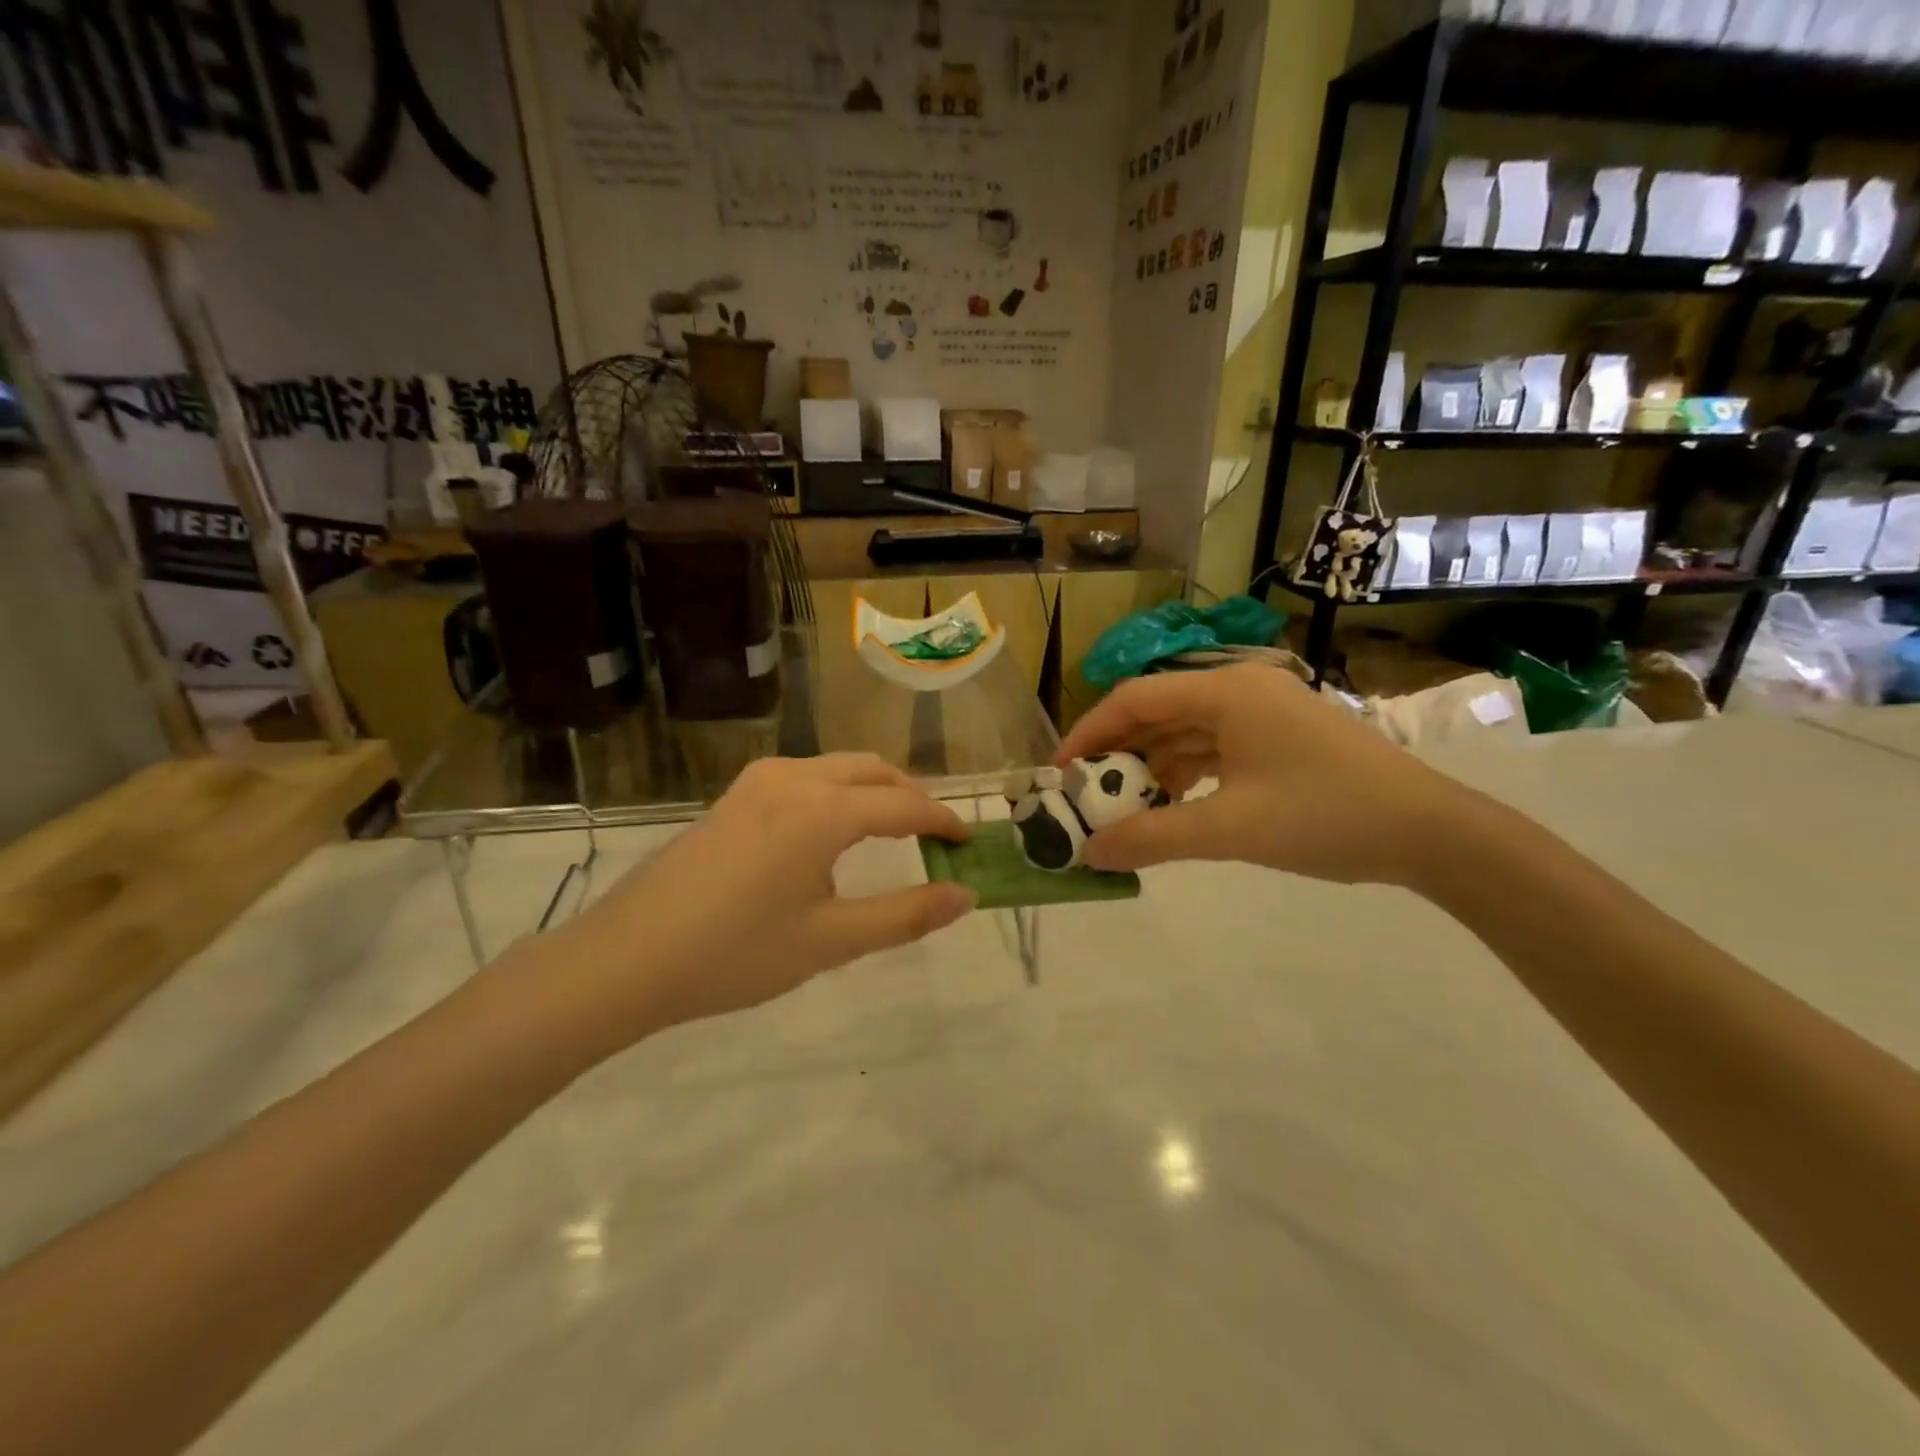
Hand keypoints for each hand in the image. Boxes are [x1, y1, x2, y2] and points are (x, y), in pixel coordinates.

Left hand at [530, 756, 974, 1049]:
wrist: (627, 959)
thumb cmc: (735, 954)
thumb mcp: (830, 942)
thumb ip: (905, 915)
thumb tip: (964, 895)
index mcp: (823, 811)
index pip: (904, 805)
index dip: (943, 821)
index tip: (968, 841)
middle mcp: (794, 779)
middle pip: (873, 771)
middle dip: (911, 796)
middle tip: (935, 836)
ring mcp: (758, 782)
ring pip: (837, 768)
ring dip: (874, 790)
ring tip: (891, 832)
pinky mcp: (734, 795)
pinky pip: (806, 777)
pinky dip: (838, 793)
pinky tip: (831, 835)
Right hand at [1055, 664, 1473, 885]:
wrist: (1430, 832)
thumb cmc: (1327, 816)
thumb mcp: (1231, 829)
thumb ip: (1154, 838)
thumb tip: (1090, 854)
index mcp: (1226, 692)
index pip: (1135, 698)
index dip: (1090, 732)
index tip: (1060, 772)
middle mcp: (1240, 690)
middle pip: (1158, 712)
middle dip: (1118, 754)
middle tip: (1086, 795)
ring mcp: (1262, 712)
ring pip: (1184, 732)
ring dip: (1151, 767)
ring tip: (1123, 808)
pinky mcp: (1277, 738)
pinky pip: (1213, 748)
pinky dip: (1185, 774)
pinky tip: (1171, 805)